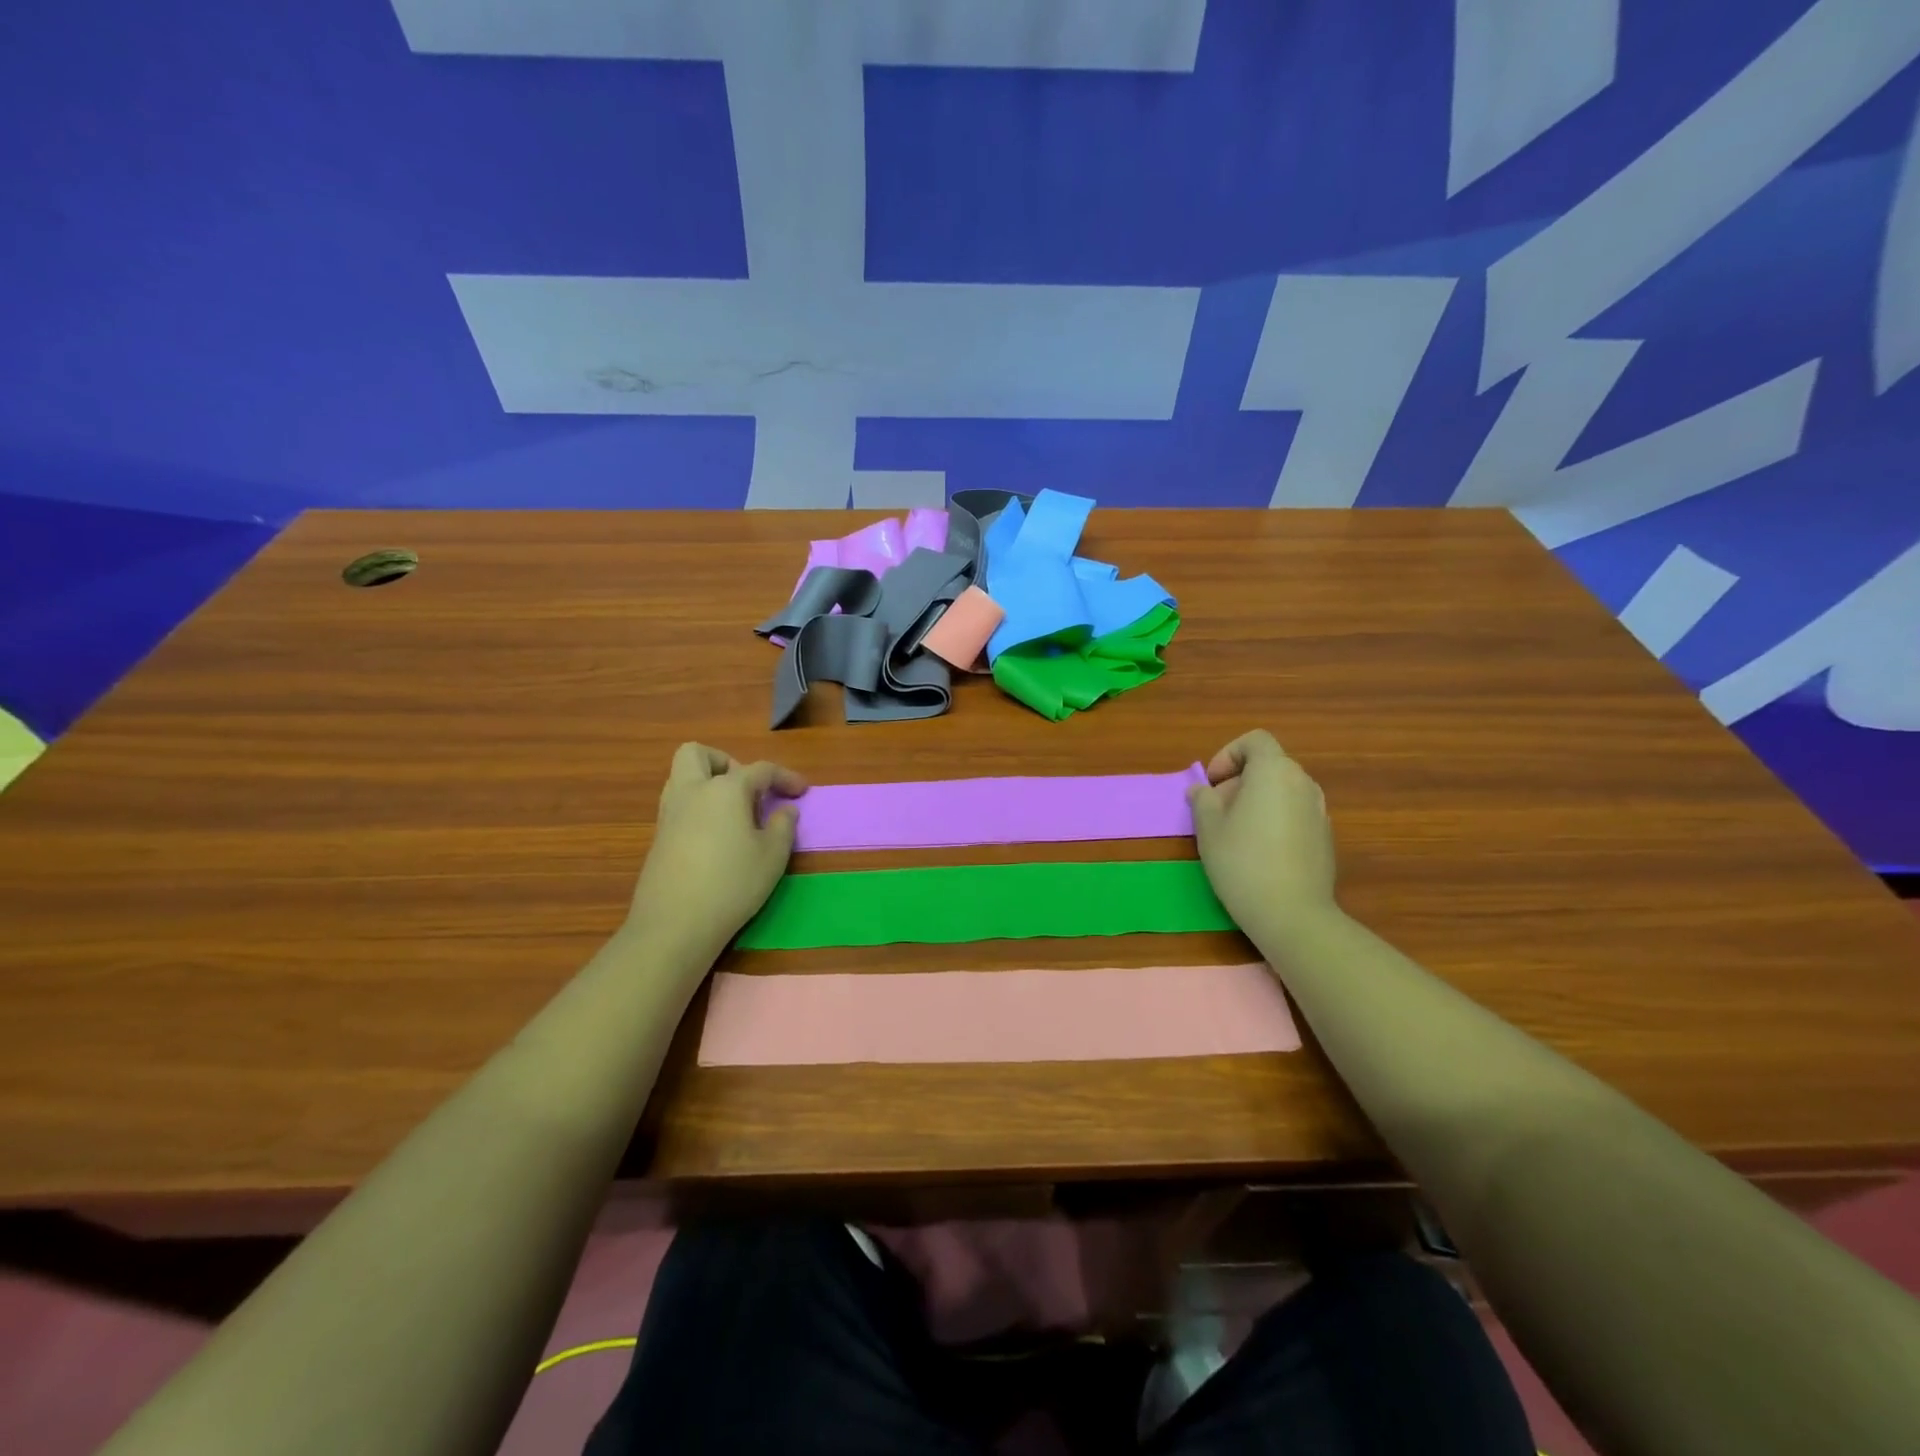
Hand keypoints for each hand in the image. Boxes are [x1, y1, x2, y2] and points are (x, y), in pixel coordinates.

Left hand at [627, 743, 806, 954]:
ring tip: (734, 813)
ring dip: (707, 783)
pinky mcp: (658, 837)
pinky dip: (698, 808)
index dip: (785, 777)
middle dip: (726, 762)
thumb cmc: (732, 883)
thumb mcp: (773, 856)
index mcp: (725, 789)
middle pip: (698, 754)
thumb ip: (783, 826)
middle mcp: (692, 791)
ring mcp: (669, 813)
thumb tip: (785, 809)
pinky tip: (716, 837)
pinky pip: (678, 804)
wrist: (675, 924)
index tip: (802, 791)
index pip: (760, 769)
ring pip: (682, 777)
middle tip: (749, 791)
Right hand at [1188, 730, 1336, 930]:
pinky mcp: (1325, 838)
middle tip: (1216, 812)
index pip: (1255, 741)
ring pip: (1282, 791)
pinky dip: (1275, 820)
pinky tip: (1259, 853)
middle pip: (1268, 766)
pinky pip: (1295, 814)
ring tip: (1235, 833)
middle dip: (1238, 781)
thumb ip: (1202, 800)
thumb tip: (1202, 791)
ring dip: (1257, 801)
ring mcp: (1319, 811)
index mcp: (1275, 771)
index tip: (1212, 784)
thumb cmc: (1242, 861)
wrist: (1292, 913)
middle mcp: (1303, 783)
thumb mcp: (1208, 827)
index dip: (1228, 754)